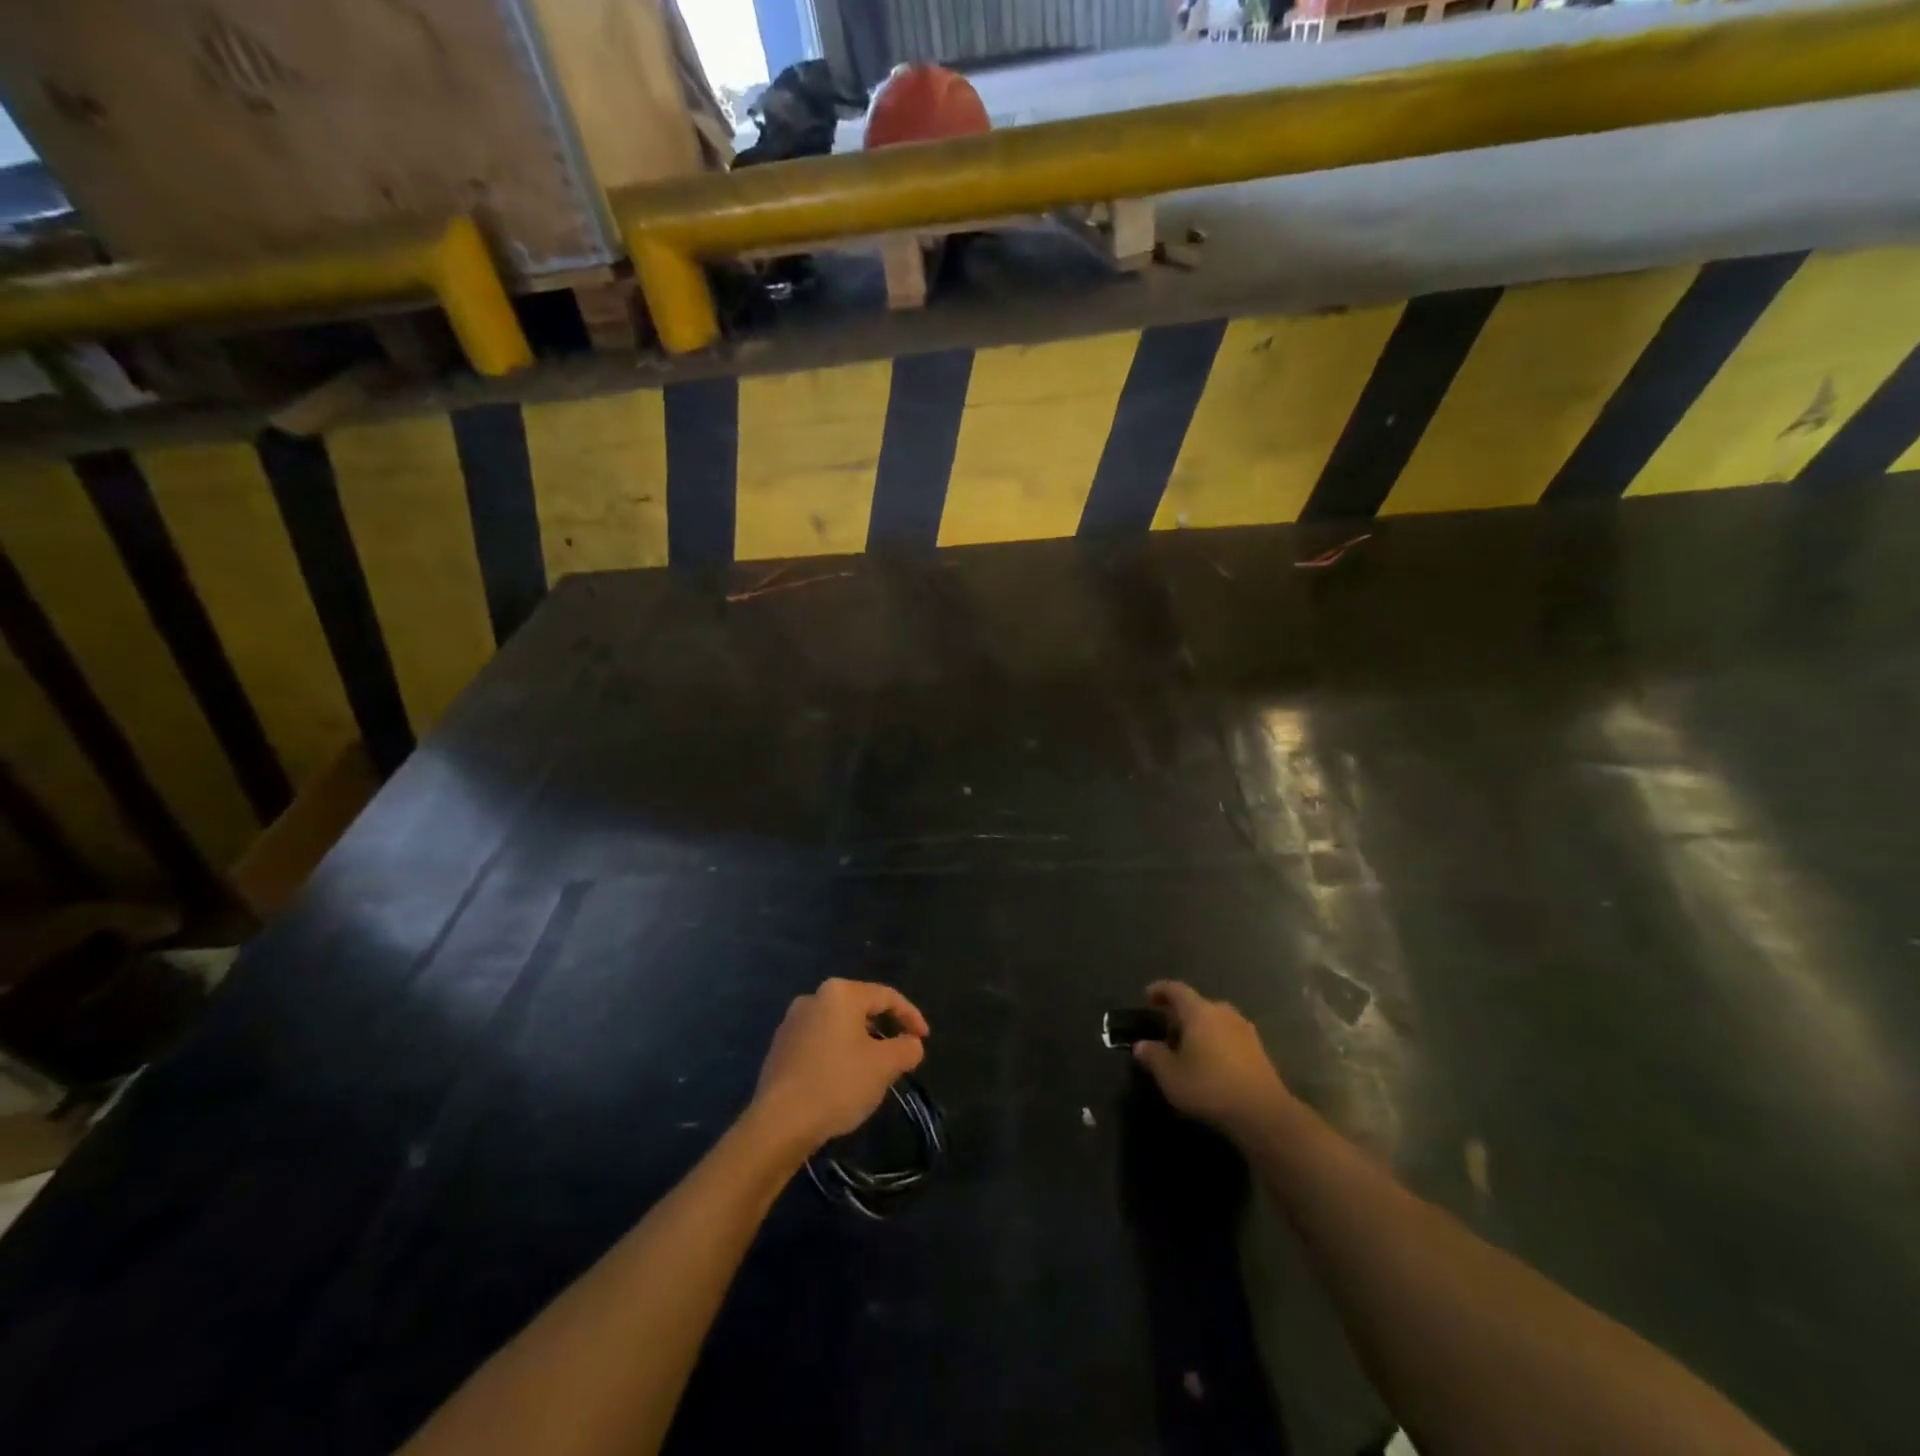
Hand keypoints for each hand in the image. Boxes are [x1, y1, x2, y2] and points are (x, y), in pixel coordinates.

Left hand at [750, 978, 928, 1151]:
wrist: (779, 1123)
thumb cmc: (838, 1084)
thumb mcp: (884, 1066)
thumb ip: (907, 1049)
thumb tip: (912, 1044)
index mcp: (840, 993)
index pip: (886, 996)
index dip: (910, 1016)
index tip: (924, 1039)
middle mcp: (813, 998)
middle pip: (860, 1008)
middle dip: (884, 1028)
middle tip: (900, 1052)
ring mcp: (791, 1022)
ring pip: (838, 1026)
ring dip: (860, 1042)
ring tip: (873, 1069)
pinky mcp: (779, 1048)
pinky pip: (818, 1042)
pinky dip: (837, 1054)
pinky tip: (842, 1079)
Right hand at [1132, 981, 1291, 1136]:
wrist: (1264, 1113)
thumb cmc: (1210, 1087)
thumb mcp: (1171, 1076)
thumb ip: (1153, 1057)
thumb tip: (1141, 1046)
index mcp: (1199, 1012)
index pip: (1176, 989)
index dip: (1159, 990)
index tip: (1147, 998)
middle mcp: (1223, 1012)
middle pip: (1197, 1004)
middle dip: (1179, 1014)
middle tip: (1166, 1031)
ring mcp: (1244, 1030)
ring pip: (1215, 1020)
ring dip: (1199, 1028)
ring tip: (1188, 1048)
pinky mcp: (1258, 1049)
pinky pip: (1229, 1035)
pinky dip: (1216, 1041)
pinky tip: (1211, 1063)